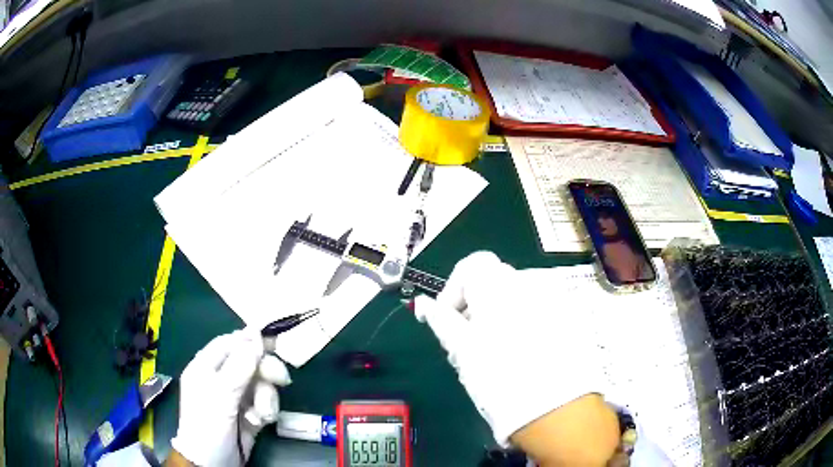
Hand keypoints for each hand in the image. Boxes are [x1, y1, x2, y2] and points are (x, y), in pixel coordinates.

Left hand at [170, 330, 291, 466]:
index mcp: (206, 368)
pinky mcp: (249, 413)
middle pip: (249, 363)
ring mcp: (236, 397)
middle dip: (265, 373)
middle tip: (281, 380)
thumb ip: (238, 367)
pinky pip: (265, 403)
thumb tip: (255, 335)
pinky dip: (266, 411)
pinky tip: (260, 422)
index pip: (228, 343)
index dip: (249, 341)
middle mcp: (221, 379)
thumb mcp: (220, 396)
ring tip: (263, 415)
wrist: (214, 464)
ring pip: (261, 384)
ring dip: (267, 398)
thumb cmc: (208, 426)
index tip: (272, 343)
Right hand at [414, 252, 607, 445]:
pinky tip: (521, 354)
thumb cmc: (500, 377)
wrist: (555, 408)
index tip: (447, 319)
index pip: (472, 266)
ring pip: (516, 298)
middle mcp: (530, 283)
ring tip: (494, 352)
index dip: (454, 290)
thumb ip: (442, 321)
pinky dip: (522, 324)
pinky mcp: (569, 319)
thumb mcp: (463, 350)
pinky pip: (538, 311)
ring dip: (499, 316)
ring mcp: (554, 300)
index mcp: (500, 285)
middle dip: (476, 307)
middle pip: (494, 282)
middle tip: (467, 343)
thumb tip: (425, 305)